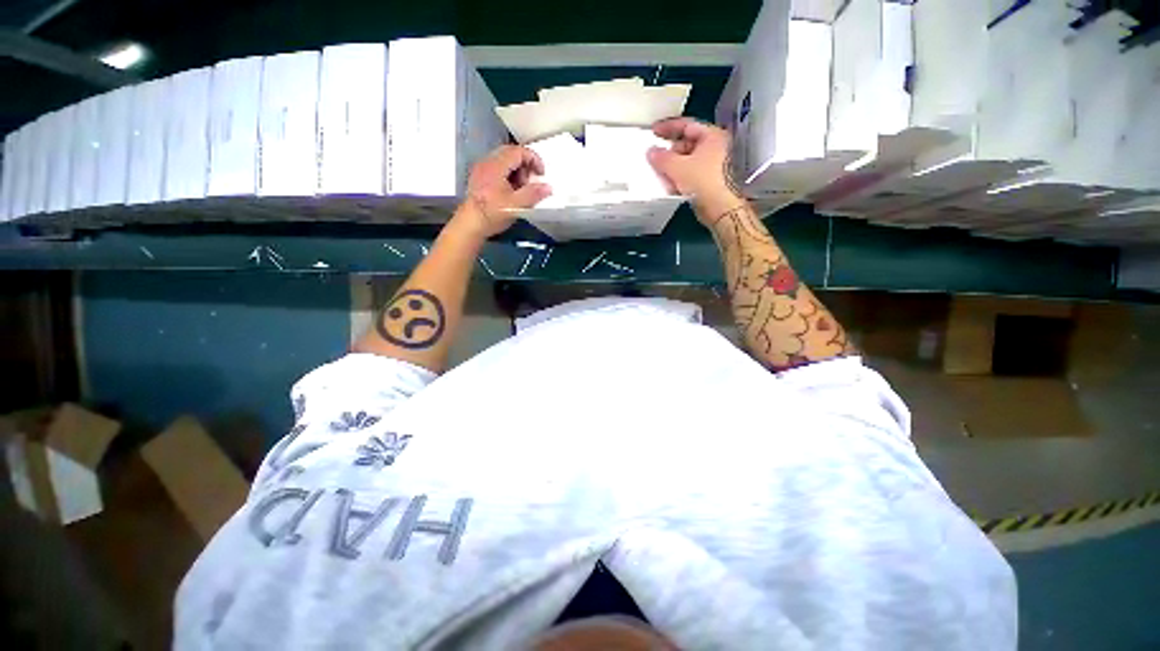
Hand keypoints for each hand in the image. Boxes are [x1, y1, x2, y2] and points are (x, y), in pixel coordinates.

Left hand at [458, 145, 551, 238]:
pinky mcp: (479, 178)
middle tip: (532, 181)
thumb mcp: (517, 205)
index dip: (534, 159)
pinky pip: (498, 169)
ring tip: (522, 189)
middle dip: (526, 166)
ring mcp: (482, 170)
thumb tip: (547, 187)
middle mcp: (487, 163)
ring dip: (517, 171)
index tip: (541, 174)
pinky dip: (509, 176)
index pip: (518, 151)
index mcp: (496, 166)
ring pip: (504, 161)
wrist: (471, 225)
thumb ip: (533, 194)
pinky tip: (511, 192)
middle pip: (511, 153)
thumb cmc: (492, 214)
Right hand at [646, 118, 741, 220]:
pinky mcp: (712, 181)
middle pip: (688, 143)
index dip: (668, 127)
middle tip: (656, 156)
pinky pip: (692, 173)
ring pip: (690, 160)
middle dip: (670, 150)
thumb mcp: (677, 167)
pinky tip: (671, 183)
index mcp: (712, 136)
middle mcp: (717, 147)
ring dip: (674, 165)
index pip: (687, 125)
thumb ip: (662, 158)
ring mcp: (716, 165)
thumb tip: (652, 152)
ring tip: (660, 171)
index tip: (654, 131)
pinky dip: (681, 176)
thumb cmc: (704, 182)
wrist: (721, 208)